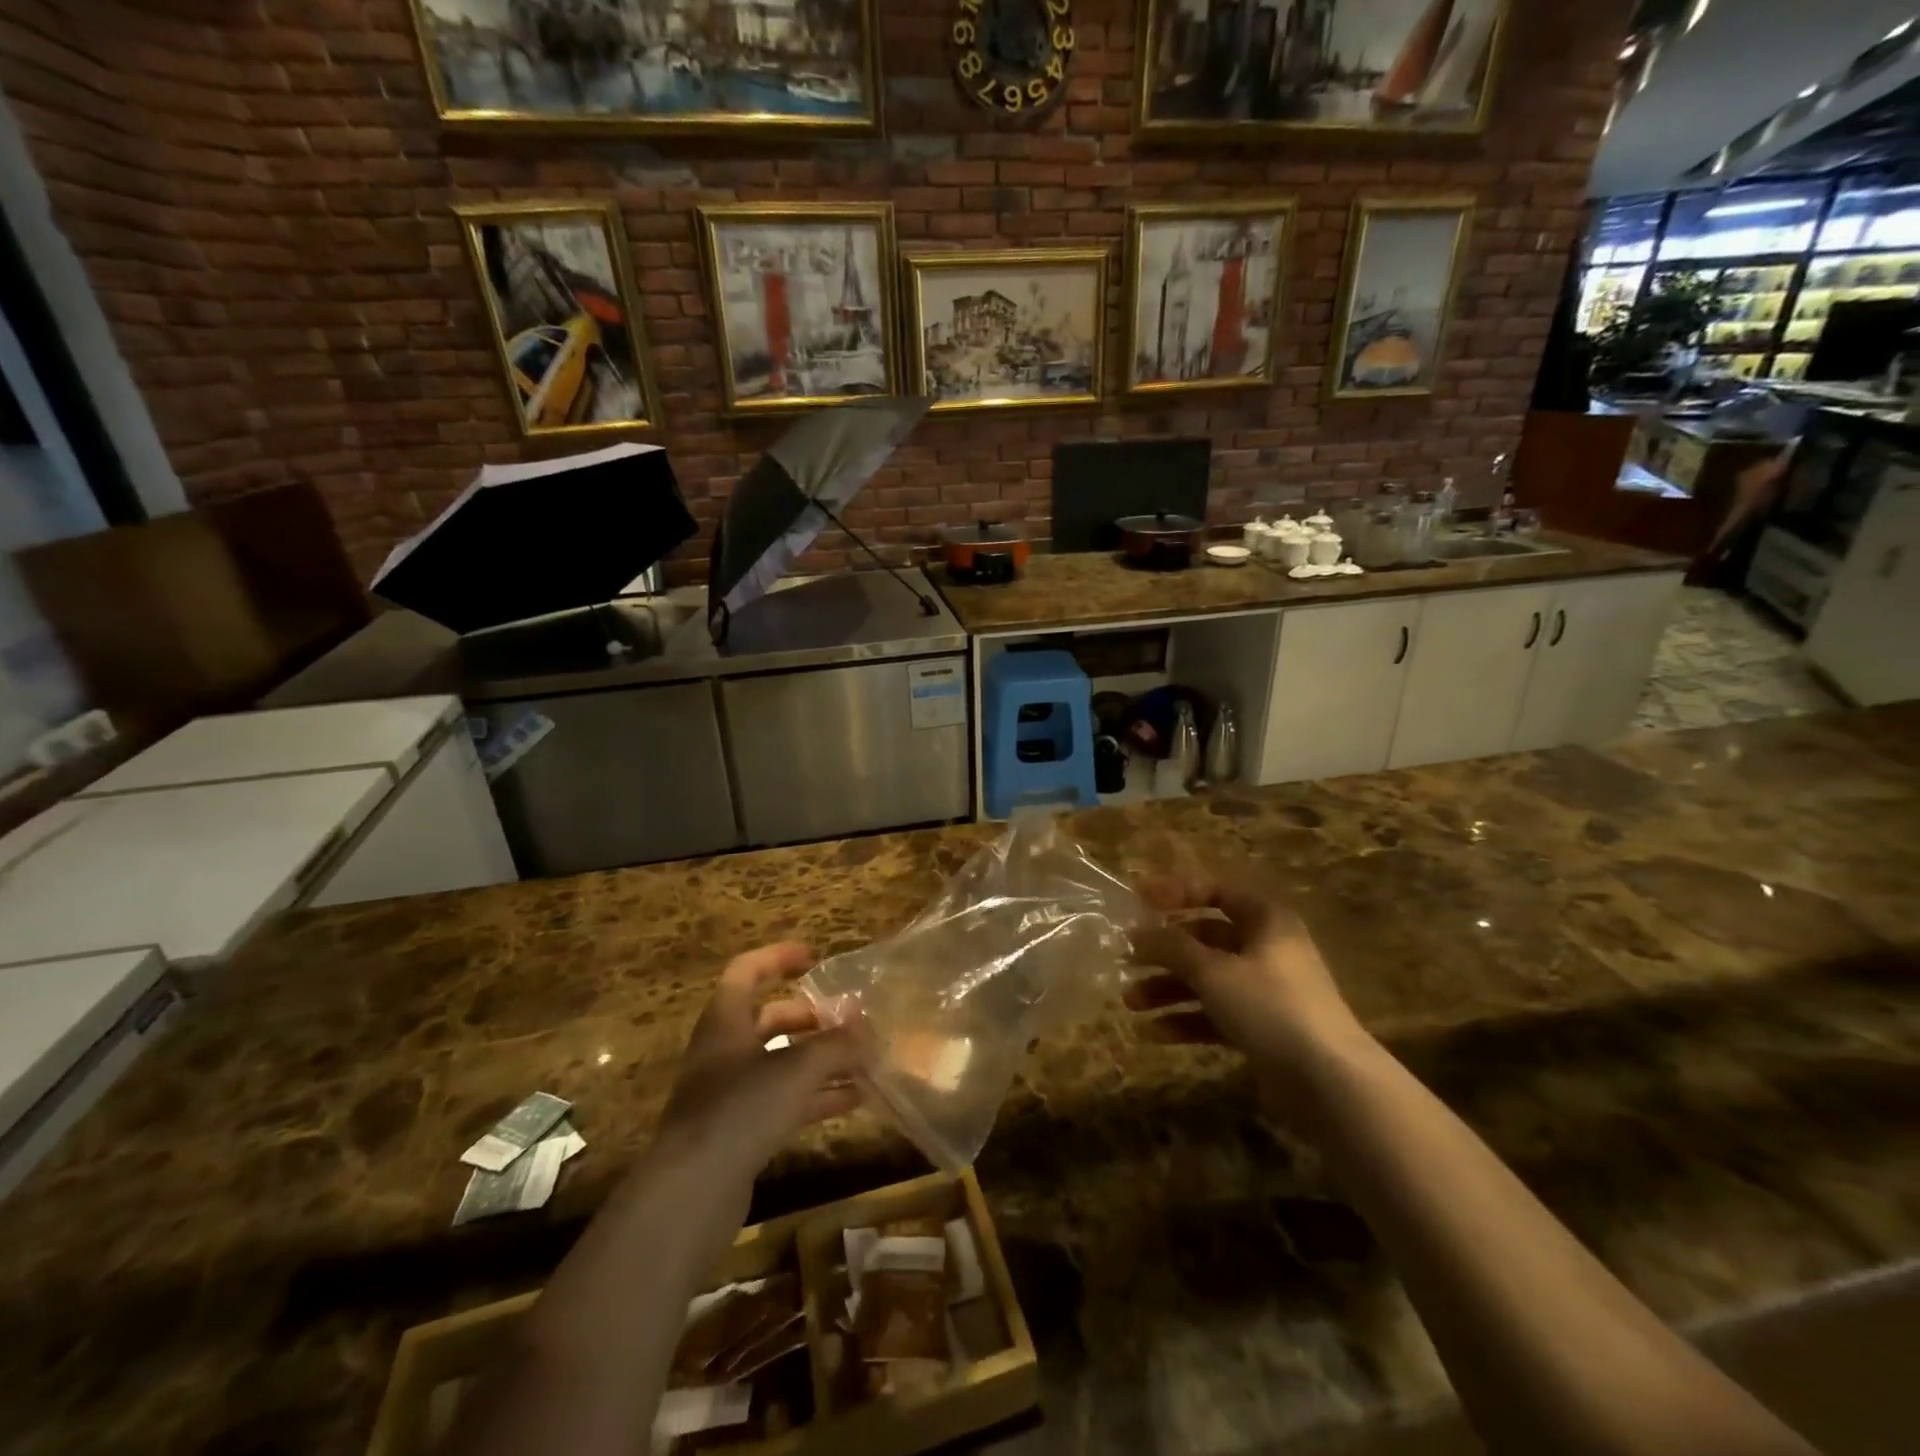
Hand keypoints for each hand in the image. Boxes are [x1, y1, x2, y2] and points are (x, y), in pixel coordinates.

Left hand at [657, 942, 864, 1178]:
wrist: (689, 1195)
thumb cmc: (738, 1109)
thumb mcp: (796, 1068)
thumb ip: (837, 1045)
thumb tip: (869, 1030)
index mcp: (725, 1021)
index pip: (747, 971)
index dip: (779, 958)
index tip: (815, 958)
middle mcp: (724, 1052)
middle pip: (769, 1020)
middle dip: (811, 1017)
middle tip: (849, 1021)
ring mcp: (730, 1094)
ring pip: (781, 1063)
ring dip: (821, 1059)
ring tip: (864, 1061)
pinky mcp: (740, 1132)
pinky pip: (785, 1101)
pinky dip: (817, 1096)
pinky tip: (854, 1100)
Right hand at [1126, 875, 1374, 1122]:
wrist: (1329, 1082)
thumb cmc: (1269, 1006)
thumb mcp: (1212, 970)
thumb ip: (1170, 946)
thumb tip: (1136, 933)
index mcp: (1265, 920)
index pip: (1214, 892)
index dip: (1175, 892)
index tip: (1137, 899)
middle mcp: (1266, 949)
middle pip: (1204, 939)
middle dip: (1163, 951)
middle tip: (1126, 959)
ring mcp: (1264, 991)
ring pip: (1206, 980)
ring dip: (1167, 988)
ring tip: (1130, 1002)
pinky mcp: (1261, 1029)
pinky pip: (1214, 1014)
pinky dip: (1185, 1019)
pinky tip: (1152, 1033)